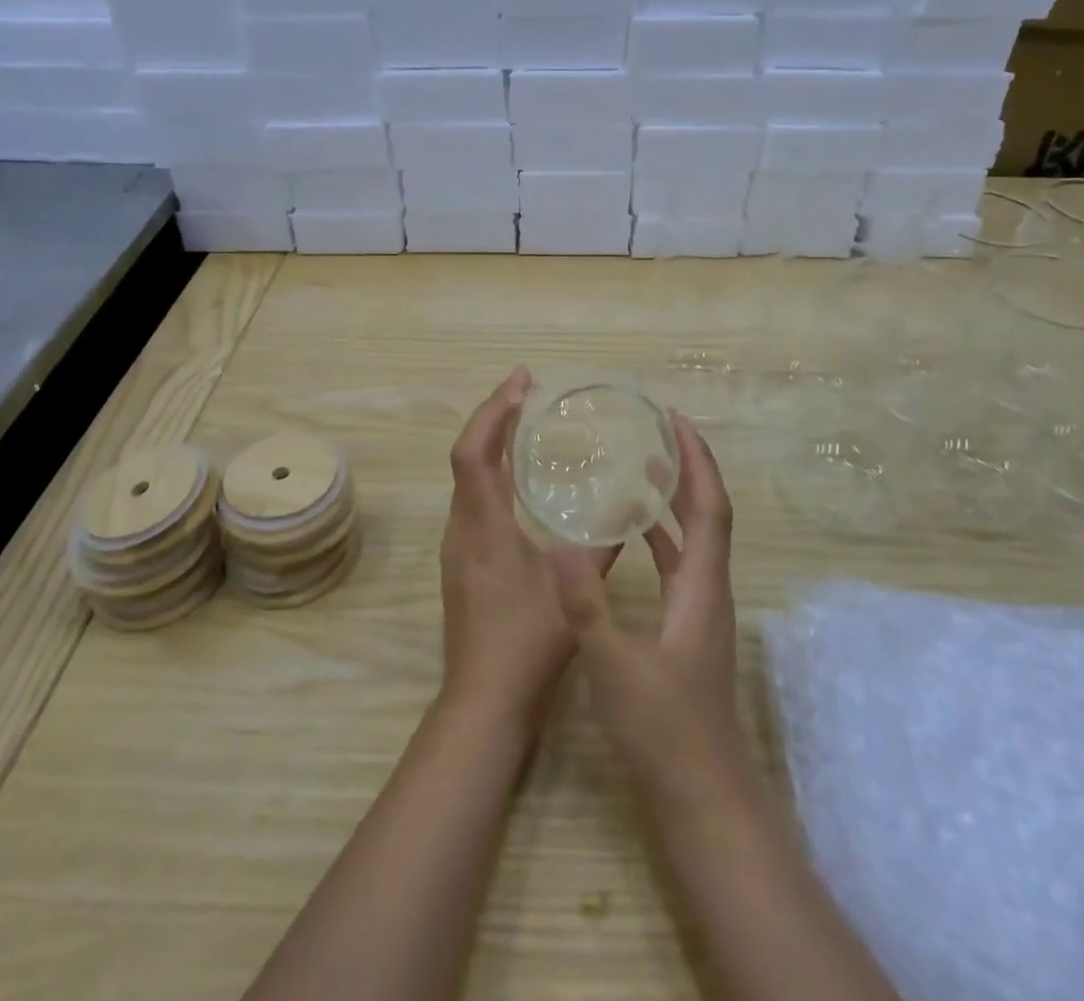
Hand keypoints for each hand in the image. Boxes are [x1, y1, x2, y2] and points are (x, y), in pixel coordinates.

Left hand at [439, 368, 610, 740]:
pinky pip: (473, 497)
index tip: (521, 381)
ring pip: (467, 477)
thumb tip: (626, 513)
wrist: (484, 702)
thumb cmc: (527, 644)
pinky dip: (492, 472)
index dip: (493, 410)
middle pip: (467, 455)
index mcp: (483, 526)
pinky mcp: (462, 560)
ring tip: (525, 422)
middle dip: (494, 416)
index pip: (474, 451)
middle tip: (528, 390)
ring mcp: (457, 545)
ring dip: (491, 442)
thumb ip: (600, 547)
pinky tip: (519, 479)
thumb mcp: (574, 590)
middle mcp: (462, 527)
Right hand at [548, 412, 746, 796]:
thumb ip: (587, 605)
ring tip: (642, 469)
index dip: (698, 461)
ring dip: (675, 501)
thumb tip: (563, 545)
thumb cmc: (663, 729)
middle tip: (658, 432)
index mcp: (701, 587)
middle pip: (708, 515)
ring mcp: (700, 611)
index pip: (710, 507)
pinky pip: (678, 565)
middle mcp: (708, 590)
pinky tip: (630, 536)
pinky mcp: (687, 631)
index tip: (678, 421)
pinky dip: (661, 538)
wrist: (701, 797)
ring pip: (694, 540)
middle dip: (689, 469)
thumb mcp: (615, 664)